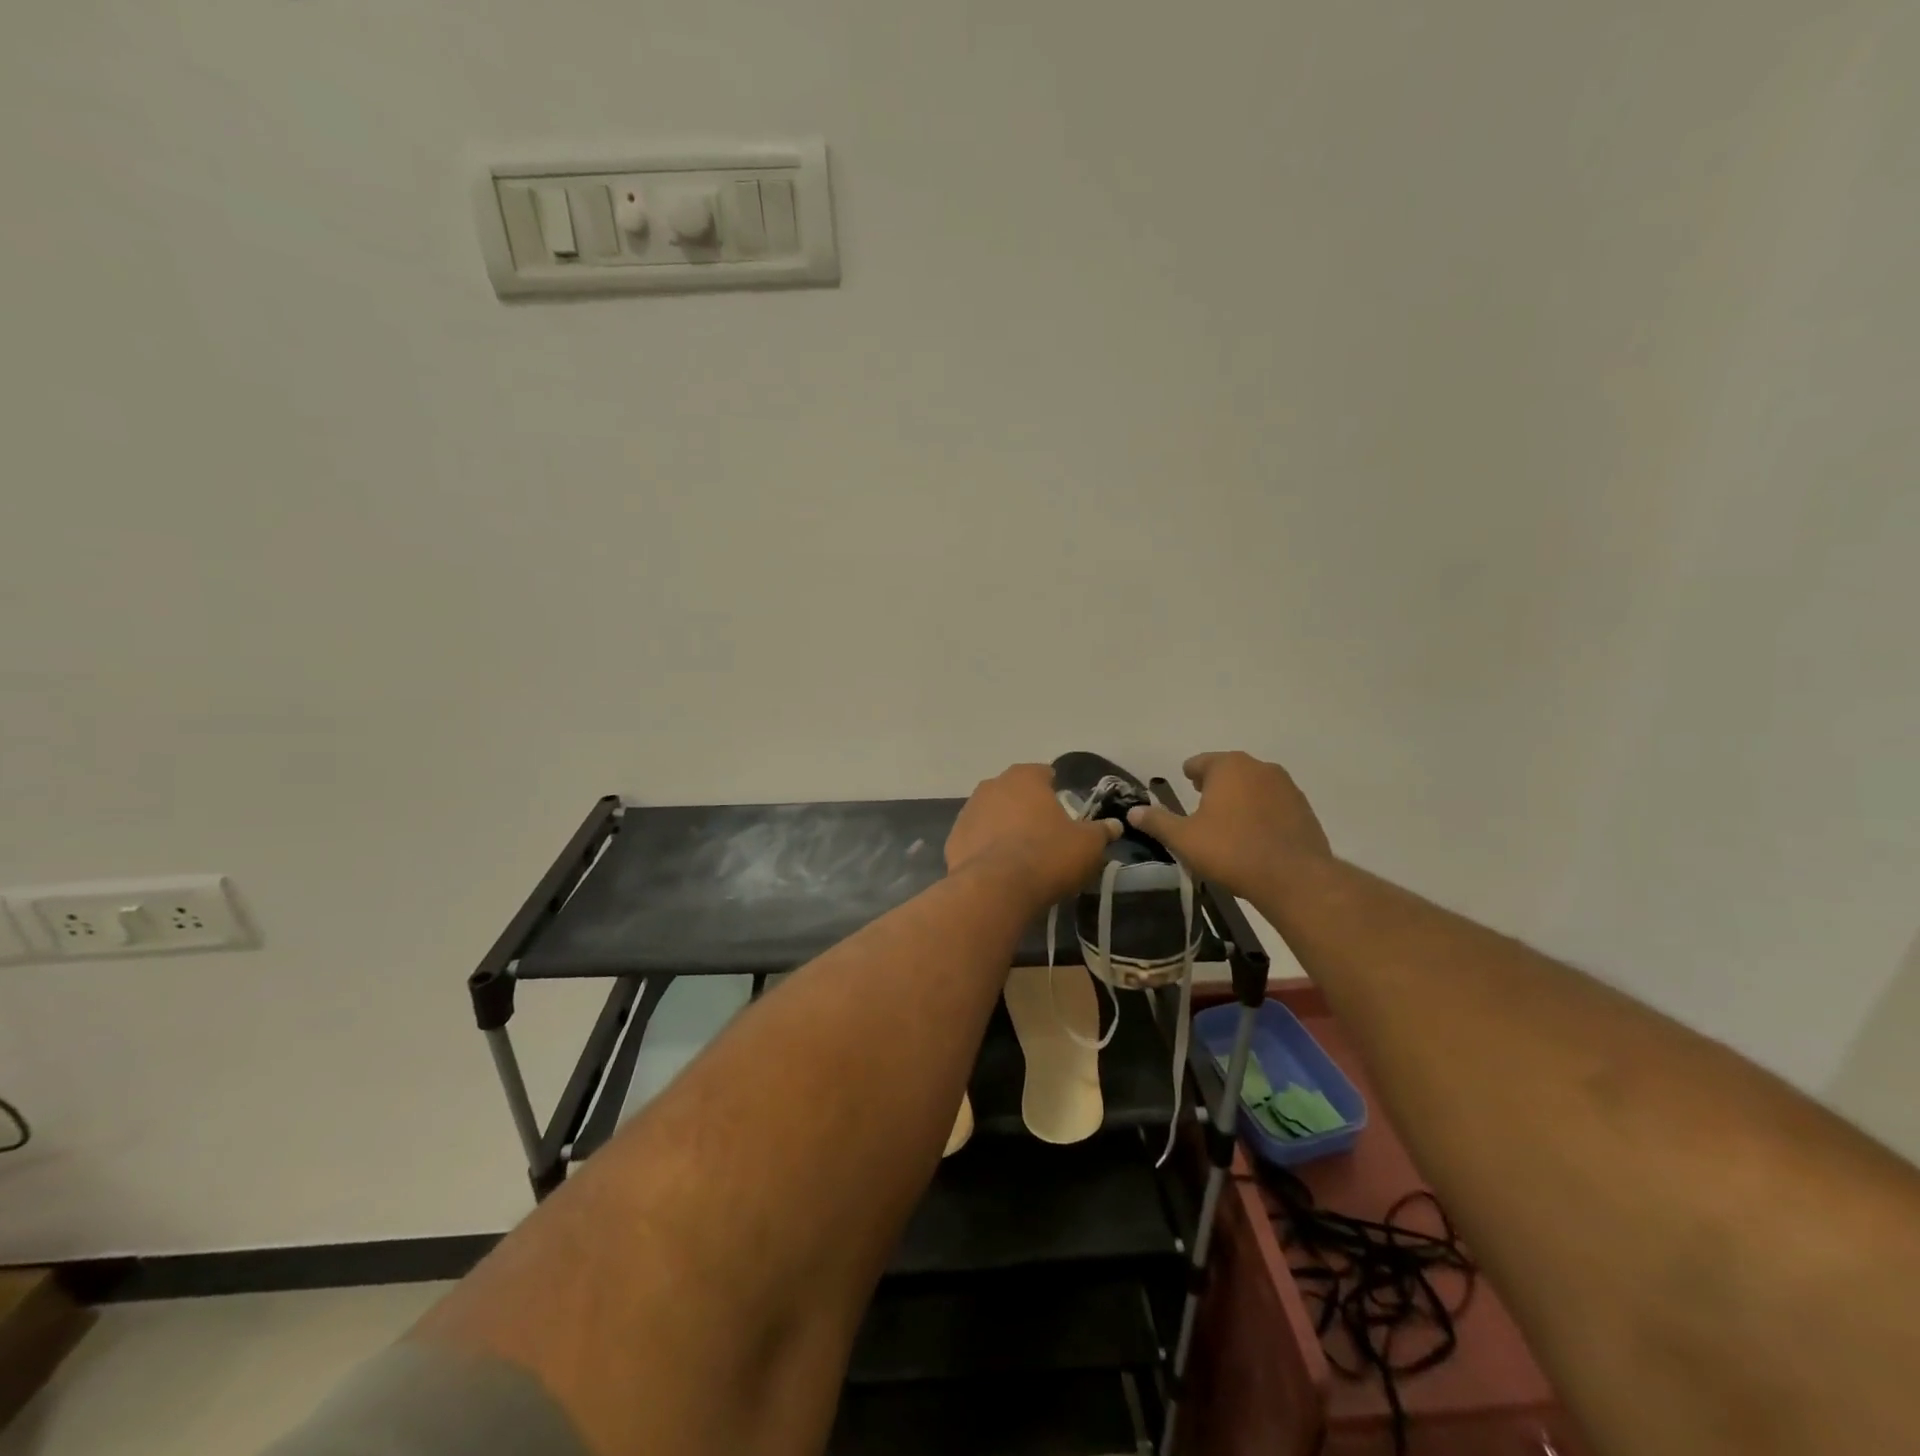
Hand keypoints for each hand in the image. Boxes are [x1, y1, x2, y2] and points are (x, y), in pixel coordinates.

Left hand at [947, 764, 1119, 906]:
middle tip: (1045, 833)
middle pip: (1015, 793)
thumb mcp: (1088, 845)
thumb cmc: (1047, 855)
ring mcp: (968, 811)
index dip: (1055, 790)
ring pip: (992, 814)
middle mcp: (992, 785)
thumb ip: (1101, 831)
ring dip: (1004, 826)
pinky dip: (986, 848)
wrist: (996, 889)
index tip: (1065, 810)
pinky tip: (999, 868)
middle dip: (1027, 808)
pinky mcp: (953, 839)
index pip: (1043, 773)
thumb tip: (1114, 825)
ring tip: (1021, 854)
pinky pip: (976, 839)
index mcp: (1024, 777)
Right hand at [1126, 751, 1331, 899]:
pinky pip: (1274, 803)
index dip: (1189, 773)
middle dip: (1215, 783)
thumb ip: (1157, 821)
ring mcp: (1286, 787)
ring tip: (1228, 821)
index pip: (1200, 761)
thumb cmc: (1231, 851)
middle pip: (1229, 770)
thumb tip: (1133, 812)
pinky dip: (1262, 812)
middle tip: (1202, 803)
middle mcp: (1259, 767)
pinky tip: (1255, 834)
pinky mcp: (1304, 808)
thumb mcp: (1184, 838)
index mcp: (1228, 767)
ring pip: (1254, 785)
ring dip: (1240, 797)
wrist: (1294, 878)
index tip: (1185, 783)